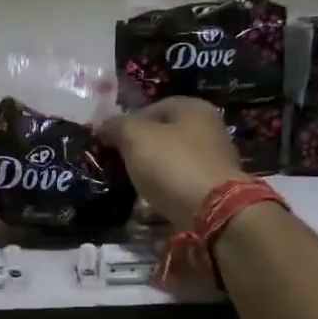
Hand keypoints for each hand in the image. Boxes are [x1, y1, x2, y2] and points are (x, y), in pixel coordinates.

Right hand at [101, 98, 246, 225]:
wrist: (213, 211)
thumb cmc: (172, 165)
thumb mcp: (135, 138)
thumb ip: (117, 126)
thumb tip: (103, 126)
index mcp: (192, 108)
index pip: (151, 108)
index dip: (126, 123)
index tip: (109, 143)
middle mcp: (208, 128)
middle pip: (162, 135)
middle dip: (138, 150)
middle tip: (118, 166)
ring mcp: (213, 159)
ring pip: (171, 161)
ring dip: (150, 172)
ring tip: (131, 187)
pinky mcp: (213, 188)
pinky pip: (180, 184)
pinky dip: (165, 191)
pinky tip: (150, 204)